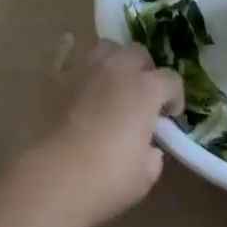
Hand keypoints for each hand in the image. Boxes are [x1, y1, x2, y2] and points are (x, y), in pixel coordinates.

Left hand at [23, 36, 182, 226]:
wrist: (52, 179)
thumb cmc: (106, 180)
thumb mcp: (144, 177)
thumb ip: (152, 155)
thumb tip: (149, 148)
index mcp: (145, 90)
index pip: (171, 80)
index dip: (175, 96)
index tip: (170, 116)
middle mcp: (117, 69)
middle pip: (139, 53)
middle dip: (145, 70)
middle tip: (141, 95)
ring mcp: (83, 69)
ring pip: (104, 46)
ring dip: (113, 58)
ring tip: (110, 77)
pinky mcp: (53, 78)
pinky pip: (62, 53)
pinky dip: (68, 49)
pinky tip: (69, 46)